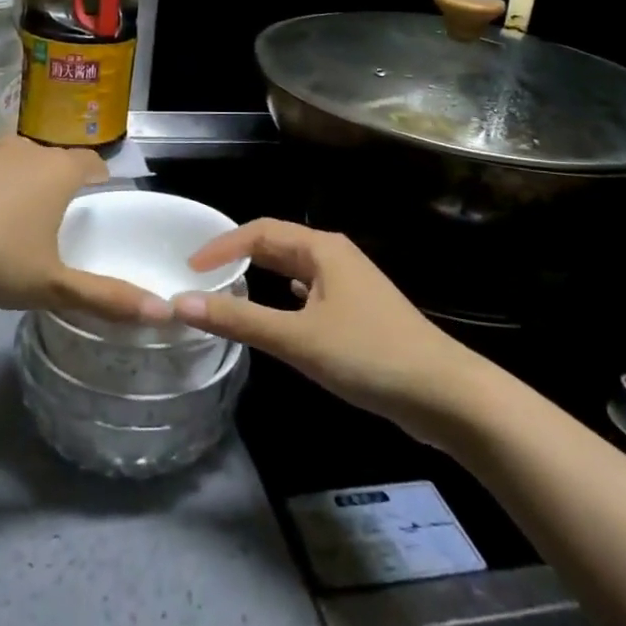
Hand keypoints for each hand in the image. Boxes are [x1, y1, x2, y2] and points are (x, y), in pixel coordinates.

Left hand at [0, 118, 168, 325]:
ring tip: (18, 184)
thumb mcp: (53, 287)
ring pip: (17, 145)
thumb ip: (107, 298)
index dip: (97, 175)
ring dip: (22, 161)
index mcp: (60, 175)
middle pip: (54, 156)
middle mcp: (31, 150)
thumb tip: (165, 313)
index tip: (98, 188)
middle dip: (57, 174)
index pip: (91, 164)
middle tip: (52, 204)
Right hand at [172, 218, 467, 436]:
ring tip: (228, 290)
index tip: (189, 269)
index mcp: (321, 247)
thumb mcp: (297, 339)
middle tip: (202, 278)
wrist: (444, 394)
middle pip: (276, 244)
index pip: (258, 231)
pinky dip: (284, 295)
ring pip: (293, 267)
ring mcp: (349, 282)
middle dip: (238, 256)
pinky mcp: (358, 310)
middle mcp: (334, 254)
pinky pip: (309, 290)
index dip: (221, 246)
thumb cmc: (368, 355)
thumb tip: (182, 303)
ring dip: (260, 274)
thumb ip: (239, 320)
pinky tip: (278, 311)